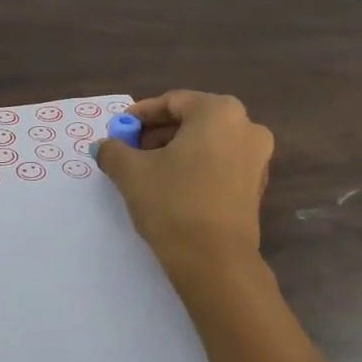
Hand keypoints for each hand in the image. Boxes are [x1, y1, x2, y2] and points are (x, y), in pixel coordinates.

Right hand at [94, 91, 273, 282]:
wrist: (213, 260)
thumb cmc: (172, 203)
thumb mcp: (131, 173)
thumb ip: (113, 150)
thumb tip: (105, 145)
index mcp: (219, 112)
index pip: (172, 102)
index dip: (139, 115)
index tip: (117, 131)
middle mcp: (246, 127)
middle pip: (191, 120)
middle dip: (156, 134)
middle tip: (128, 151)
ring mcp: (257, 158)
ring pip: (206, 143)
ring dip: (174, 151)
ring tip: (145, 171)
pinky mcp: (255, 186)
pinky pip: (219, 164)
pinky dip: (194, 168)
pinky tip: (170, 188)